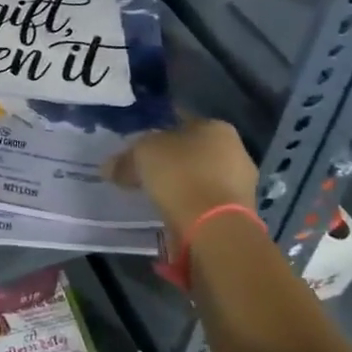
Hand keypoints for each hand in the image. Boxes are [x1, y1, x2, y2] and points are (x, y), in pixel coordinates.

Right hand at [108, 118, 259, 239]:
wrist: (216, 230)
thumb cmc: (180, 176)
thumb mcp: (142, 156)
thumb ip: (125, 158)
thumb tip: (108, 167)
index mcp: (216, 127)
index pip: (181, 121)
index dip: (156, 132)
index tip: (138, 147)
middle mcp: (235, 150)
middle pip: (193, 151)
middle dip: (170, 160)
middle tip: (144, 173)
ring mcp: (242, 183)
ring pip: (201, 177)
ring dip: (182, 185)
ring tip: (155, 197)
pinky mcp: (241, 214)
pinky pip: (206, 202)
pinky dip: (190, 206)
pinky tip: (172, 214)